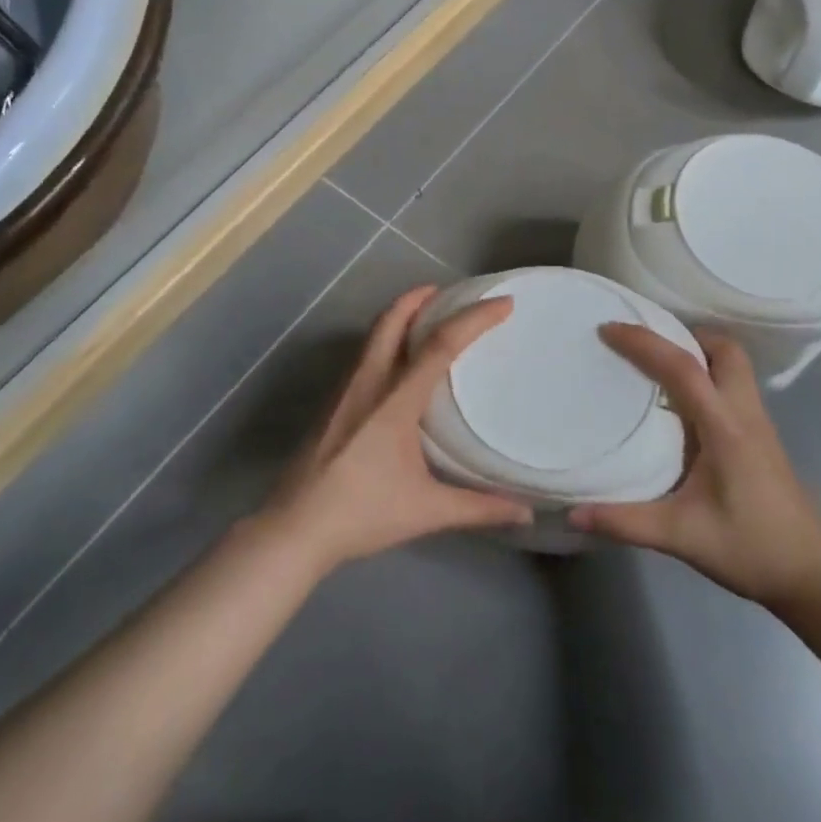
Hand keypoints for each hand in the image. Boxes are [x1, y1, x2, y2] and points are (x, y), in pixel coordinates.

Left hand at [261, 286, 531, 573]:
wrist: (293, 529)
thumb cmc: (361, 514)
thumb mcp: (426, 511)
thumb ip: (478, 508)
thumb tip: (527, 515)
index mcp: (395, 400)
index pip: (440, 344)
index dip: (473, 318)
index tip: (502, 304)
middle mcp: (368, 383)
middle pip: (392, 320)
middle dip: (420, 297)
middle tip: (448, 292)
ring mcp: (344, 390)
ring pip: (373, 335)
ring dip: (400, 316)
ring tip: (426, 318)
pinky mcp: (331, 403)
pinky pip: (363, 355)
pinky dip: (385, 341)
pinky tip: (396, 365)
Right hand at [569, 326, 820, 607]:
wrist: (812, 574)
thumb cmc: (751, 549)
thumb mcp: (682, 537)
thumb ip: (627, 522)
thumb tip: (573, 513)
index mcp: (724, 427)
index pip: (683, 367)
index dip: (644, 342)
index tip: (609, 329)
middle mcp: (745, 413)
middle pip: (723, 349)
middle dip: (684, 335)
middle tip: (646, 346)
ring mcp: (758, 423)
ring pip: (734, 364)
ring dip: (699, 352)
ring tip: (659, 367)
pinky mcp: (761, 436)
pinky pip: (734, 385)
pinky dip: (708, 375)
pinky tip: (683, 404)